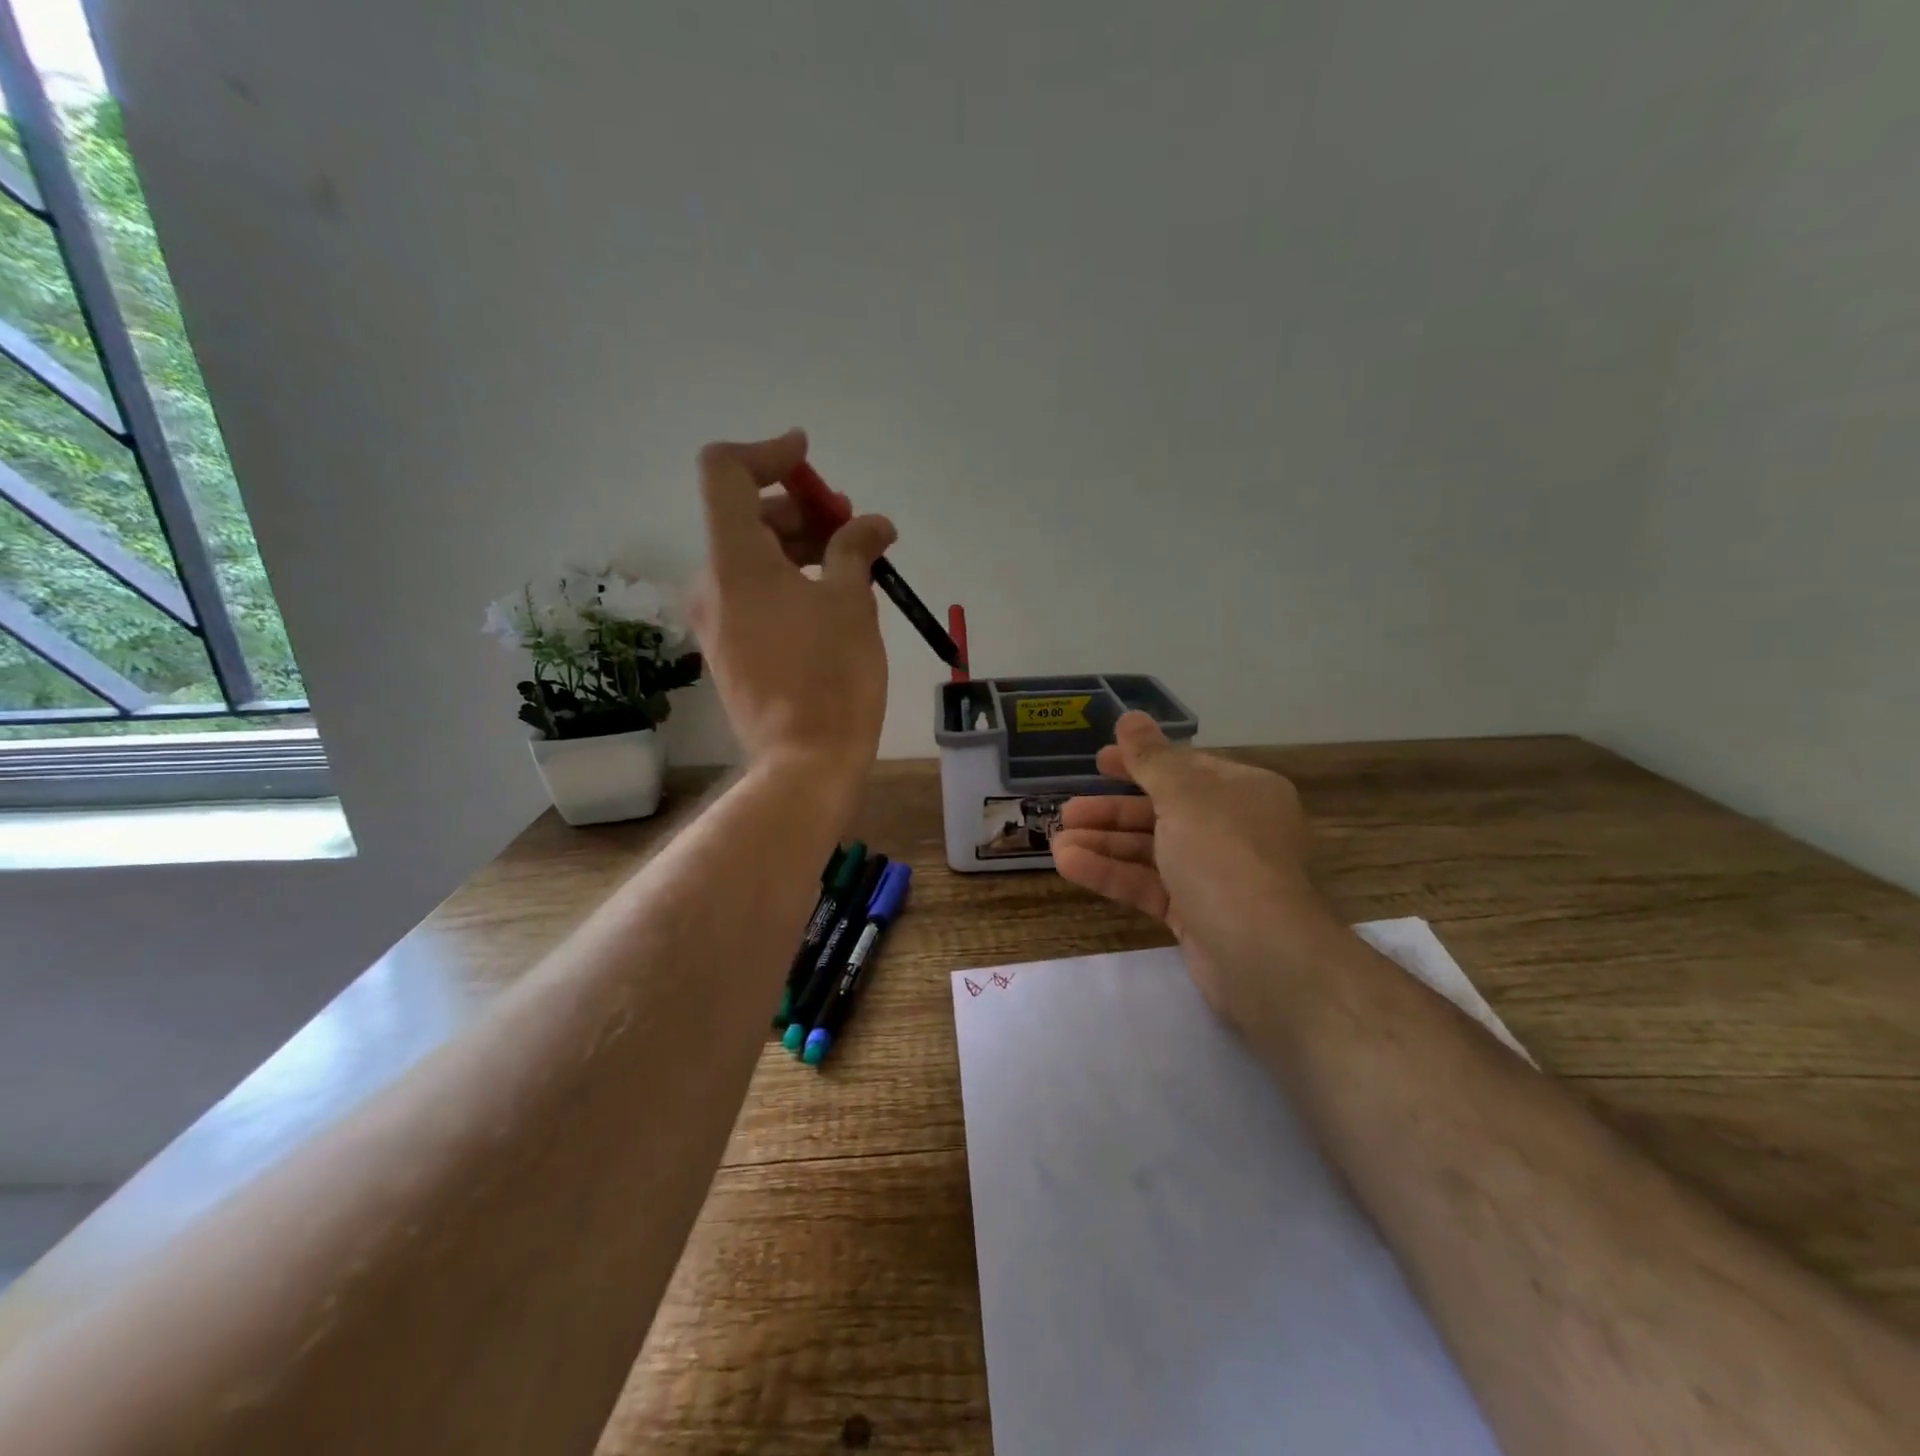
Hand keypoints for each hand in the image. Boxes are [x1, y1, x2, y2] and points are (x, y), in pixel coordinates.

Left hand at [688, 429, 895, 785]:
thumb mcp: (852, 601)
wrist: (806, 761)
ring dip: (800, 546)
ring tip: (852, 563)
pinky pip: (754, 595)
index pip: (725, 473)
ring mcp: (716, 621)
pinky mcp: (728, 650)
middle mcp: (712, 584)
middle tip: (851, 524)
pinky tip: (831, 600)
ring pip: (753, 558)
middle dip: (800, 508)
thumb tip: (873, 524)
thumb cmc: (832, 676)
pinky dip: (789, 581)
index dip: (767, 452)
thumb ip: (855, 547)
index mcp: (735, 561)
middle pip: (746, 517)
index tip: (809, 458)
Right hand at [1051, 713, 1341, 1026]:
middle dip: (1112, 810)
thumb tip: (1131, 717)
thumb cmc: (1225, 855)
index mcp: (1243, 792)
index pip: (1185, 768)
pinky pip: (1148, 884)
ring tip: (1056, 840)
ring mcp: (1214, 874)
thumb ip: (1151, 758)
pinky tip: (1069, 865)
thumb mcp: (1185, 795)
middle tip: (1067, 810)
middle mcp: (1232, 829)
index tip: (1099, 761)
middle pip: (1162, 811)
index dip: (1140, 762)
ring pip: (1150, 850)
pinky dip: (1111, 873)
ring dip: (1104, 843)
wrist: (1262, 954)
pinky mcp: (1195, 914)